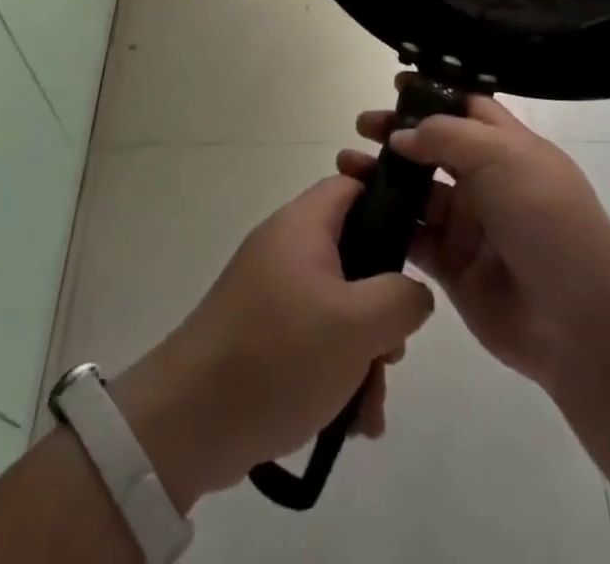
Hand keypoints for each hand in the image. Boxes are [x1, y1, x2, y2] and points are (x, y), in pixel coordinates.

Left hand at [110, 174, 434, 509]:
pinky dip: (336, 374)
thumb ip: (401, 299)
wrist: (190, 420)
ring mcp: (271, 293)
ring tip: (370, 407)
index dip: (389, 204)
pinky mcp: (262, 334)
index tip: (419, 245)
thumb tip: (413, 292)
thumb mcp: (357, 325)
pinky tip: (349, 423)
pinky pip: (313, 340)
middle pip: (353, 255)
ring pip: (338, 308)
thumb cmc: (280, 354)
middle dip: (382, 309)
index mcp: (302, 226)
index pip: (351, 187)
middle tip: (391, 351)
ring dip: (363, 355)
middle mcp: (285, 249)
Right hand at [338, 79, 609, 393]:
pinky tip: (357, 210)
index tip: (396, 85)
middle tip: (362, 126)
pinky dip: (386, 223)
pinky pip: (412, 237)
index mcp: (508, 148)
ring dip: (382, 177)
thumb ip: (446, 136)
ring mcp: (468, 226)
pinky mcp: (452, 267)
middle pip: (434, 148)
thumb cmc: (547, 220)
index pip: (467, 108)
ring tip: (347, 167)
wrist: (581, 321)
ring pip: (416, 192)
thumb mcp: (502, 158)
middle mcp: (486, 182)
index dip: (433, 95)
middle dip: (398, 134)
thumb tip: (402, 135)